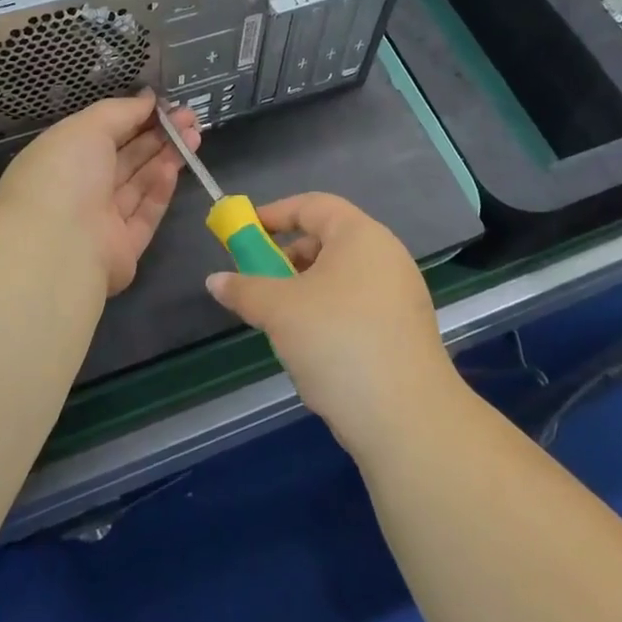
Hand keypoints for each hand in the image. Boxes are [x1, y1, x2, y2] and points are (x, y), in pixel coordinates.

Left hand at [0, 93, 199, 296]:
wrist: (58, 247)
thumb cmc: (64, 174)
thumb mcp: (87, 127)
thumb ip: (121, 111)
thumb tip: (148, 99)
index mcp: (61, 159)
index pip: (102, 134)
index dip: (134, 117)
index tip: (164, 105)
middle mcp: (79, 189)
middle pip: (125, 158)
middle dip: (158, 136)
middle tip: (189, 118)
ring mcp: (100, 221)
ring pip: (138, 184)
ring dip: (165, 158)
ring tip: (194, 136)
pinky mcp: (123, 248)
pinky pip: (145, 214)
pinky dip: (159, 190)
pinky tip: (175, 168)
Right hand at [205, 193, 456, 456]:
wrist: (406, 417)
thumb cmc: (337, 341)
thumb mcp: (280, 310)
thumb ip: (244, 289)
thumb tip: (215, 281)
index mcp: (361, 236)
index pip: (313, 205)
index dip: (275, 213)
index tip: (244, 231)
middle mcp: (386, 256)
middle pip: (328, 240)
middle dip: (288, 256)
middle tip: (258, 280)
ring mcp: (399, 294)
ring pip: (341, 277)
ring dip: (305, 289)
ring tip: (279, 319)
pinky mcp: (403, 329)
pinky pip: (356, 305)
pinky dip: (327, 312)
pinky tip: (310, 347)